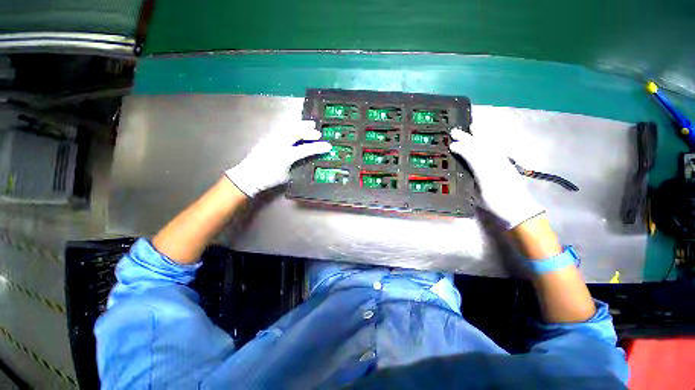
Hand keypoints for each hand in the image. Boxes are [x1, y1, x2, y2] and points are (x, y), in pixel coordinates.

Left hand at [226, 120, 330, 196]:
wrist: (247, 176)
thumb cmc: (267, 179)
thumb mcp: (286, 176)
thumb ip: (295, 166)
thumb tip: (302, 160)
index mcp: (286, 156)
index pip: (306, 149)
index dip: (318, 147)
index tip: (328, 146)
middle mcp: (279, 145)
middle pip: (296, 133)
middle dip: (309, 131)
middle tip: (317, 131)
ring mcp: (272, 139)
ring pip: (288, 127)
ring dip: (300, 125)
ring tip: (309, 123)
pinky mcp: (267, 138)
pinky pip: (281, 128)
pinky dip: (291, 126)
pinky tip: (294, 126)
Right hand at [449, 127, 542, 228]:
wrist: (520, 209)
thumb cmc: (497, 204)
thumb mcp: (480, 195)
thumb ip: (473, 180)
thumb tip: (464, 168)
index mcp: (488, 172)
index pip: (473, 156)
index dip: (462, 149)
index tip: (451, 145)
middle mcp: (496, 163)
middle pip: (480, 147)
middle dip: (468, 138)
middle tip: (455, 131)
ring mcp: (502, 163)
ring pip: (489, 146)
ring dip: (479, 136)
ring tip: (473, 126)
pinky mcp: (506, 164)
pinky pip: (496, 149)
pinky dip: (490, 141)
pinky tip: (486, 139)